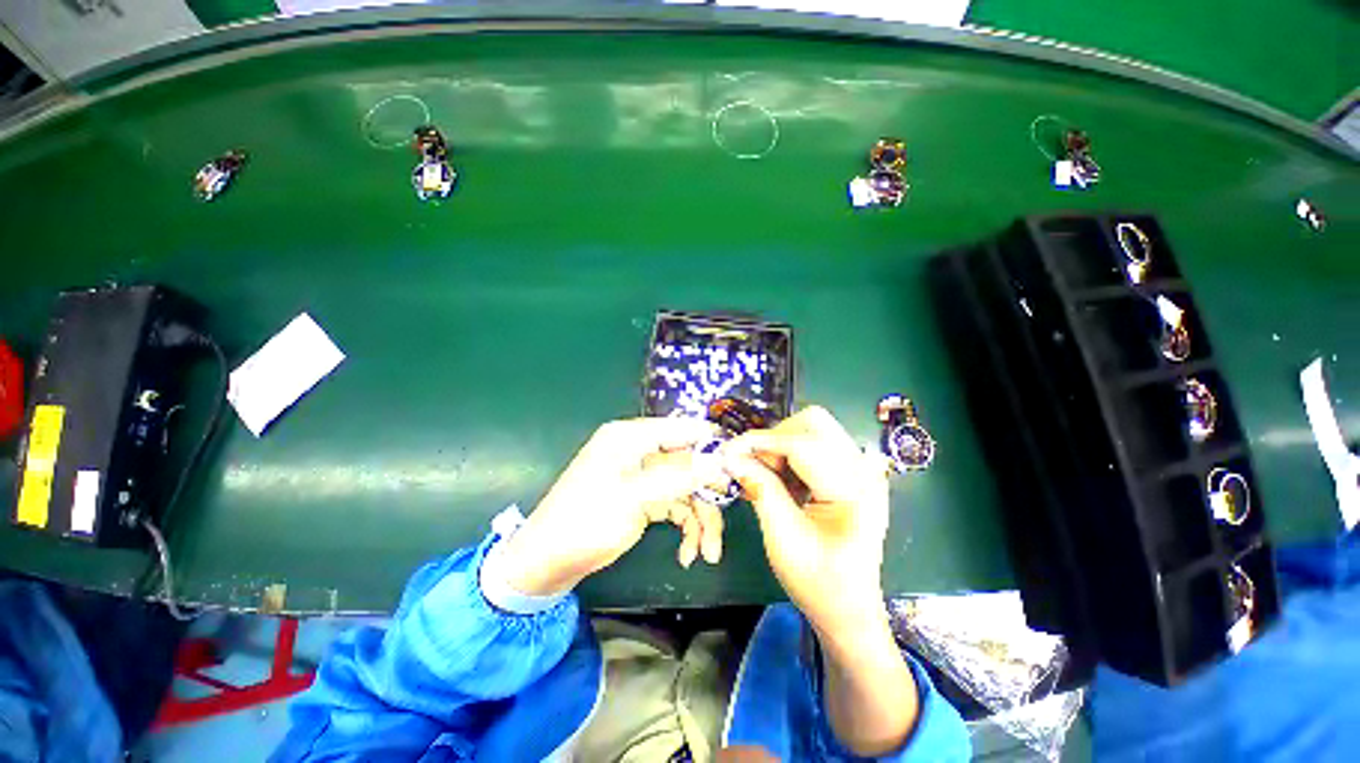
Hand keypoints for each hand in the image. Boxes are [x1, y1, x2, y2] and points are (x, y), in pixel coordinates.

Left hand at [495, 417, 726, 596]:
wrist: (548, 563)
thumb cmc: (585, 521)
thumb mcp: (634, 497)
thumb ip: (679, 476)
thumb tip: (719, 460)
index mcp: (631, 437)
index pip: (682, 429)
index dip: (713, 443)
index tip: (741, 464)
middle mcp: (640, 451)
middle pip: (689, 463)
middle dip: (708, 495)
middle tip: (725, 520)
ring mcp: (643, 476)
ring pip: (686, 489)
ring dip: (700, 520)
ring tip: (708, 553)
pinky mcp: (644, 498)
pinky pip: (676, 507)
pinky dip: (686, 528)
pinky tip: (689, 555)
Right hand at [724, 407, 917, 755]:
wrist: (849, 609)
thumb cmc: (819, 583)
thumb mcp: (783, 538)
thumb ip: (760, 489)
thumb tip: (731, 455)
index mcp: (855, 489)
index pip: (802, 444)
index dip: (761, 442)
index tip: (728, 451)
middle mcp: (863, 469)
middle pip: (813, 423)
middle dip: (775, 439)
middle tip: (755, 467)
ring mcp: (859, 468)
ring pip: (811, 429)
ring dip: (780, 447)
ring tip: (767, 479)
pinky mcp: (849, 472)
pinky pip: (813, 444)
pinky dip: (789, 455)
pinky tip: (782, 482)